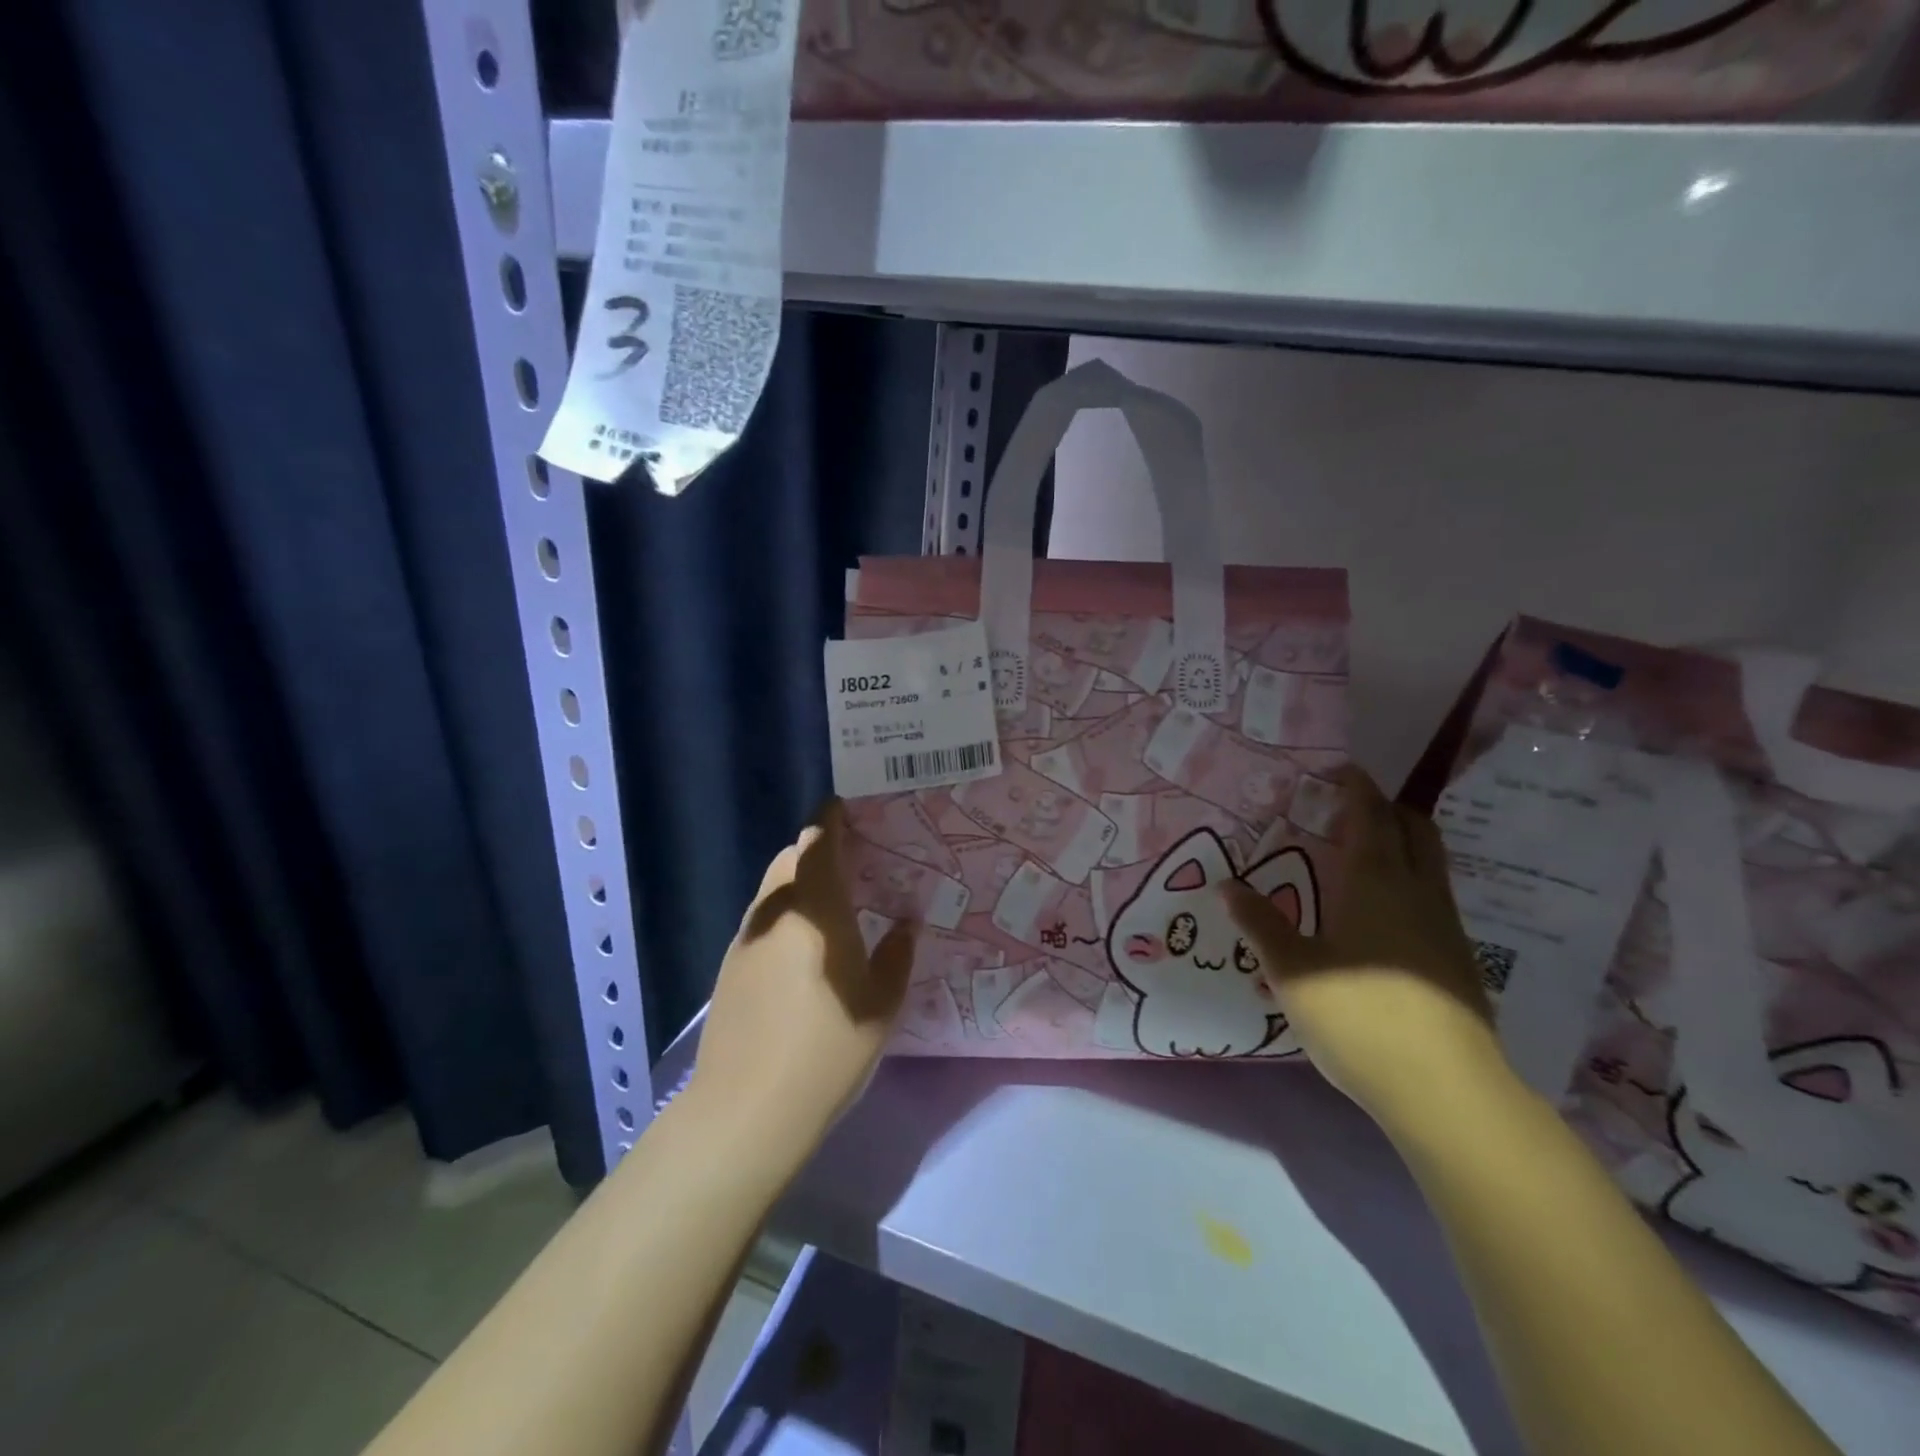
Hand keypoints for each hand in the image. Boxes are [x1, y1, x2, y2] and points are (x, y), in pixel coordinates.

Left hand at [688, 800, 915, 1155]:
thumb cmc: (826, 1050)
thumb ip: (896, 955)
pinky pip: (763, 920)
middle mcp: (774, 913)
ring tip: (833, 903)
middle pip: (790, 859)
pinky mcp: (730, 967)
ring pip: (773, 890)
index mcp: (815, 910)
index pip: (818, 842)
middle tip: (854, 863)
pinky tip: (805, 948)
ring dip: (799, 882)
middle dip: (818, 850)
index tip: (851, 810)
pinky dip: (785, 914)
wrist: (746, 1110)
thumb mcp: (880, 1005)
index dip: (832, 820)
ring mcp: (746, 939)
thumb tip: (905, 923)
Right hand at [1225, 767, 1500, 1122]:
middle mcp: (1418, 892)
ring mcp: (1445, 926)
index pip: (1370, 816)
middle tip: (1350, 808)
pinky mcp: (1457, 959)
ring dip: (1402, 844)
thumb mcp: (1292, 970)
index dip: (1356, 788)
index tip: (1339, 770)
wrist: (1444, 1089)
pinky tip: (1380, 914)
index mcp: (1376, 882)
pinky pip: (1433, 897)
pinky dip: (1409, 882)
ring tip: (1361, 854)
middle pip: (1415, 829)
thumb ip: (1260, 924)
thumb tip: (1227, 886)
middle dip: (1387, 808)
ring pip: (1431, 863)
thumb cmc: (1358, 1017)